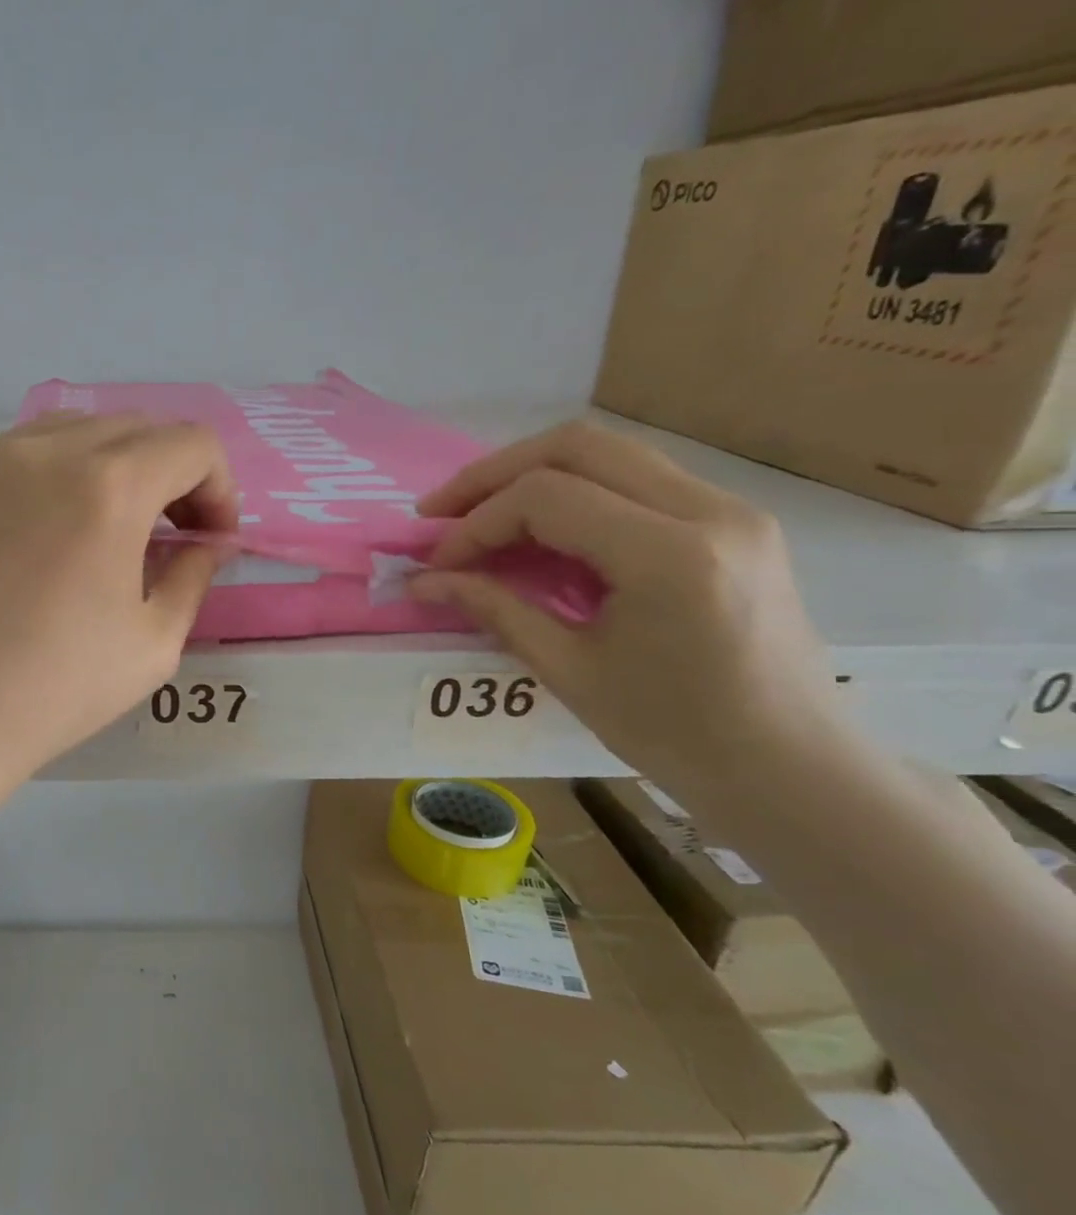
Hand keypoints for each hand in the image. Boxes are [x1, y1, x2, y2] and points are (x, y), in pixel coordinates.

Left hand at [0, 413, 236, 788]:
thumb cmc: (52, 693)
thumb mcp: (152, 645)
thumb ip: (194, 576)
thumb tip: (207, 543)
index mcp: (108, 488)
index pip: (191, 444)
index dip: (217, 488)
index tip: (205, 538)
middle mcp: (40, 451)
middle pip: (129, 428)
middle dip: (163, 475)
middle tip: (157, 536)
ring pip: (60, 435)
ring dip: (96, 472)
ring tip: (86, 535)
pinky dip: (29, 488)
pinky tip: (15, 548)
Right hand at [410, 420, 841, 781]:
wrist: (790, 768)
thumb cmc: (675, 734)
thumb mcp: (569, 672)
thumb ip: (495, 610)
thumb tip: (423, 582)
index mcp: (670, 556)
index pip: (546, 498)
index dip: (476, 524)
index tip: (438, 564)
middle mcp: (709, 510)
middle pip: (578, 446)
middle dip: (493, 474)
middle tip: (440, 513)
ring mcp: (730, 509)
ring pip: (609, 452)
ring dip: (532, 476)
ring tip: (478, 516)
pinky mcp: (732, 521)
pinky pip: (637, 480)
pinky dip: (574, 492)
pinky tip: (538, 531)